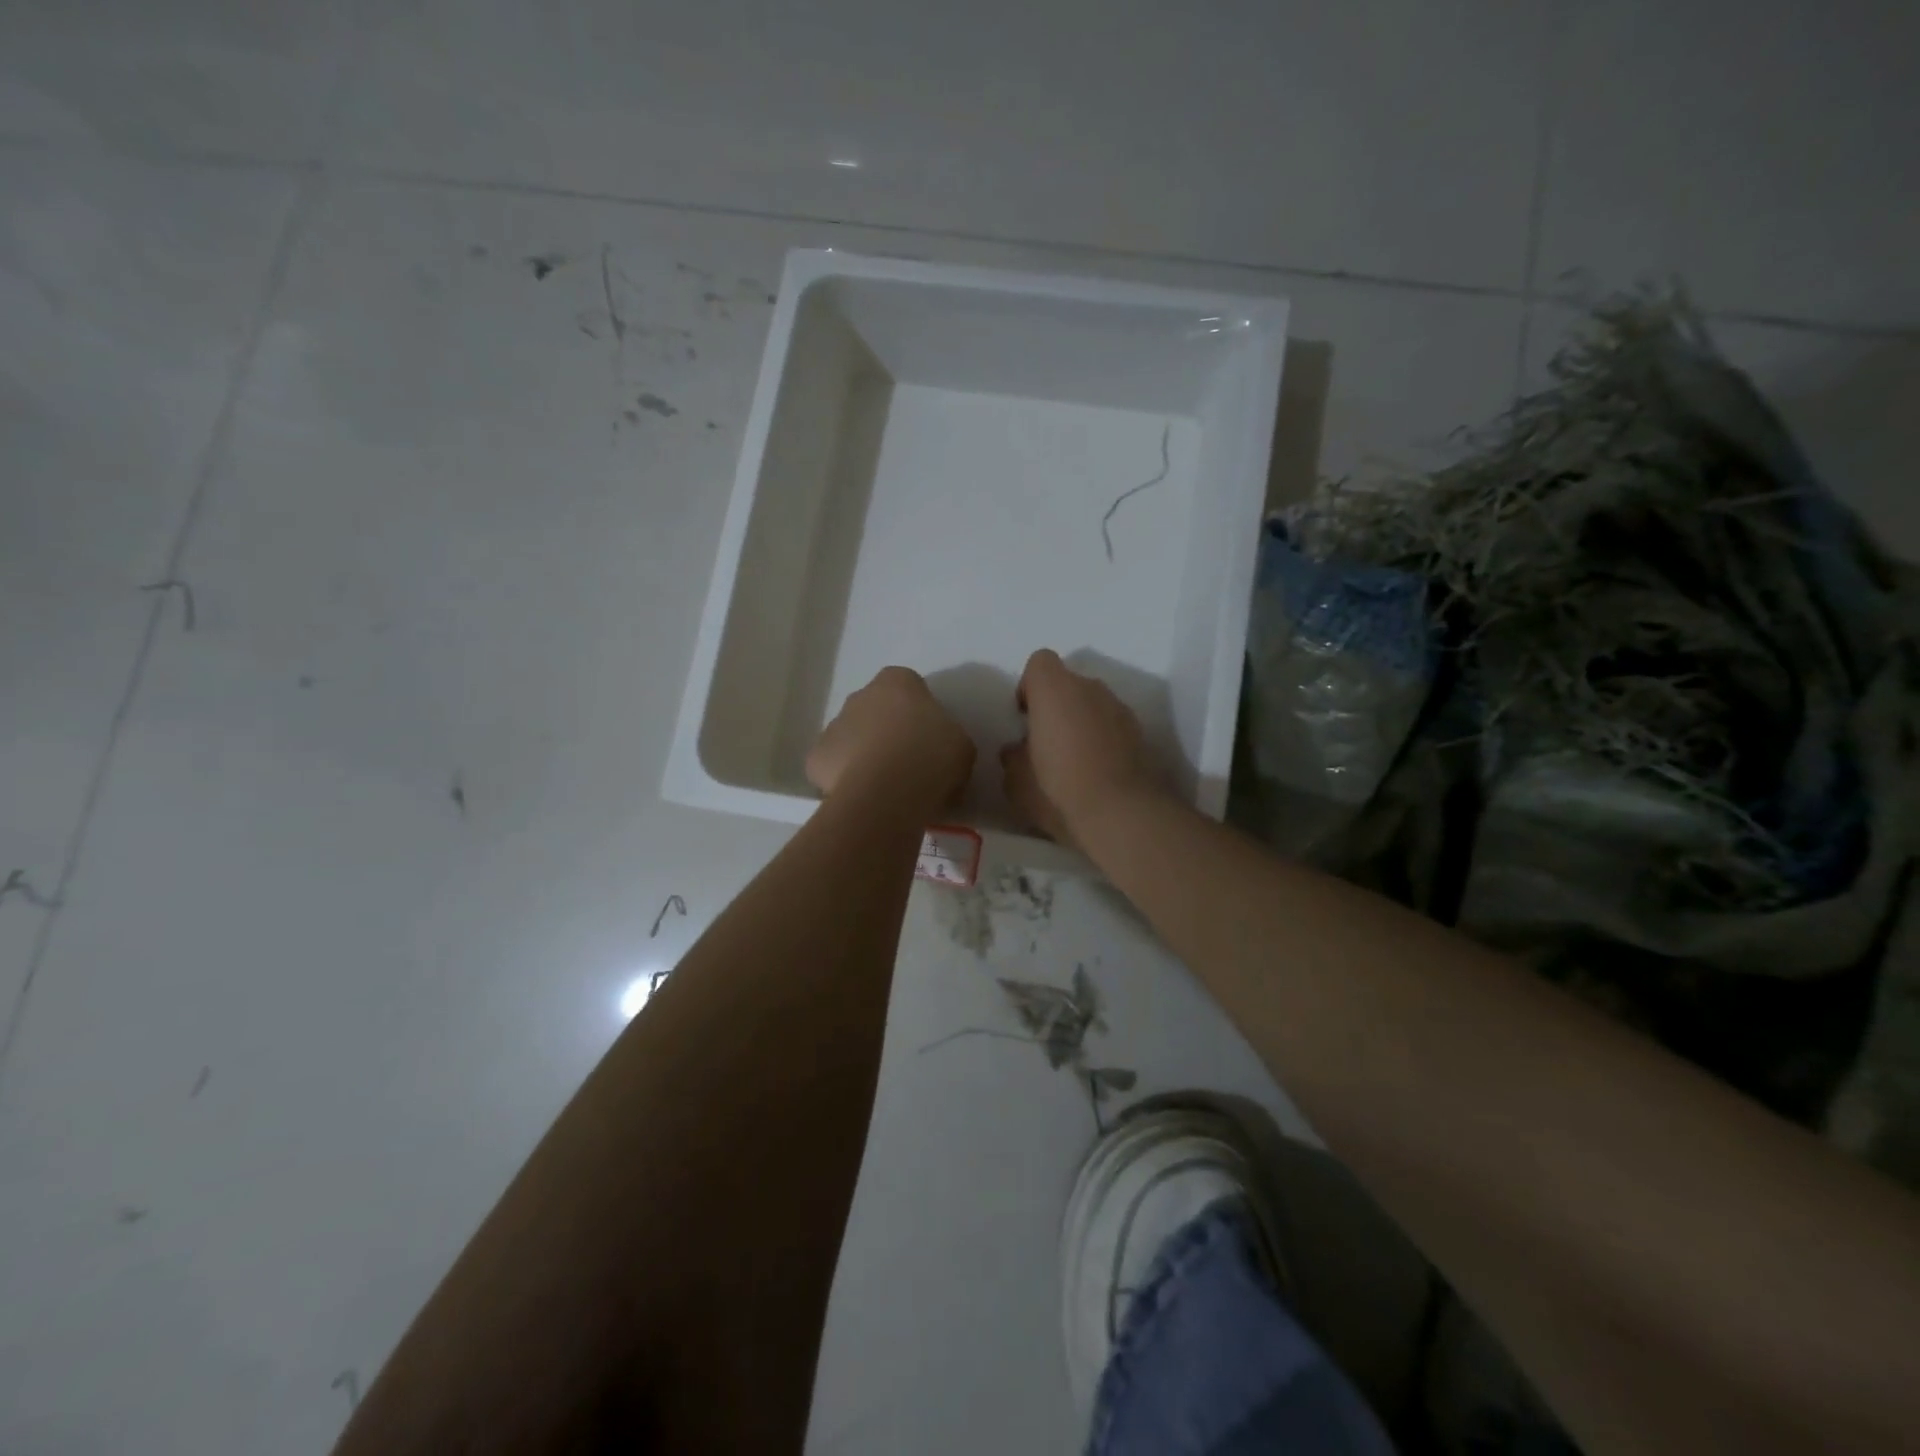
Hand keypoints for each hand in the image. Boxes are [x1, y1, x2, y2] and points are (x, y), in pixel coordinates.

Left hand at [808, 666, 974, 814]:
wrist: (887, 793)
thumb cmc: (931, 759)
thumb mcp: (961, 745)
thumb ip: (947, 736)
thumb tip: (938, 747)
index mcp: (897, 682)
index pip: (907, 686)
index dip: (917, 711)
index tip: (929, 737)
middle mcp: (860, 696)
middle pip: (874, 710)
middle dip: (886, 730)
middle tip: (908, 762)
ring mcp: (833, 725)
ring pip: (851, 738)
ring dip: (864, 754)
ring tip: (885, 786)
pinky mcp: (815, 758)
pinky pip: (832, 767)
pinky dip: (844, 779)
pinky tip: (862, 797)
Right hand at [1001, 649, 1167, 849]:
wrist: (1120, 814)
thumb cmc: (1056, 789)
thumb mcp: (1016, 781)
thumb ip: (1013, 757)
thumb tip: (1017, 750)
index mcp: (1054, 690)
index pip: (1039, 662)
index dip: (1029, 686)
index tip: (1025, 717)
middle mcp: (1090, 688)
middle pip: (1069, 683)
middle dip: (1057, 706)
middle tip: (1047, 742)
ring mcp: (1120, 709)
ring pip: (1093, 704)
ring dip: (1082, 722)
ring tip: (1074, 760)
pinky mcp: (1141, 734)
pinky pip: (1113, 726)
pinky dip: (1104, 739)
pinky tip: (1097, 771)